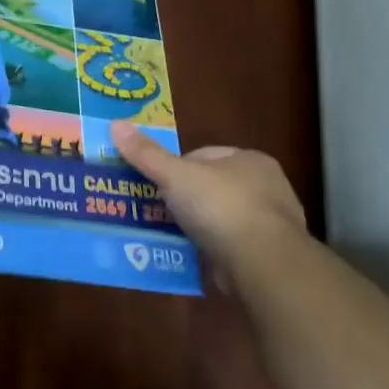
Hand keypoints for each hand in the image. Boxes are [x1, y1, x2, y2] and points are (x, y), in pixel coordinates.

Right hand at [111, 124, 309, 270]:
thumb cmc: (220, 207)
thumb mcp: (175, 175)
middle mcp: (268, 186)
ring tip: (173, 234)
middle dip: (188, 197)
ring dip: (201, 224)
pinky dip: (215, 248)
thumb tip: (116, 124)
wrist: (262, 263)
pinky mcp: (270, 254)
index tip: (157, 184)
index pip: (204, 155)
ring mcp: (273, 222)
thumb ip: (146, 153)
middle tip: (160, 209)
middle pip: (214, 185)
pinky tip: (196, 255)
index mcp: (251, 159)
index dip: (177, 167)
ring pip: (224, 216)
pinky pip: (233, 244)